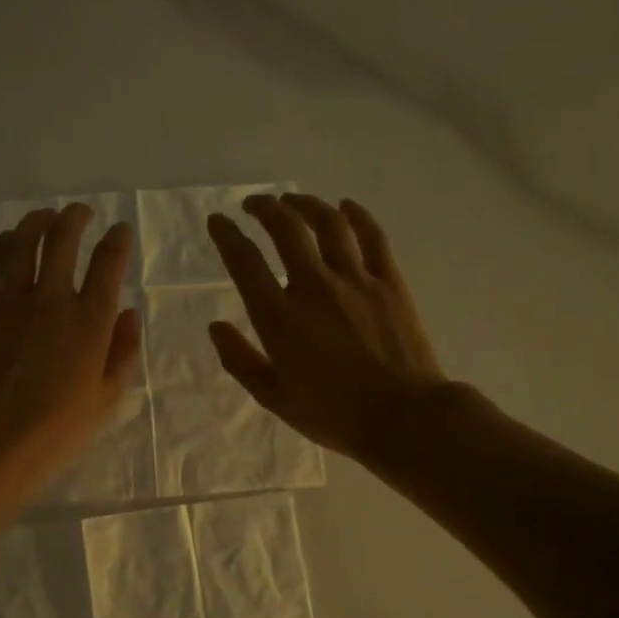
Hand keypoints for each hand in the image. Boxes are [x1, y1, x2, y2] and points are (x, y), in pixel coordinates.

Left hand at [0, 203, 142, 501]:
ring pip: (23, 244)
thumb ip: (124, 351)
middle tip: (80, 212)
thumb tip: (130, 313)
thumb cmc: (59, 428)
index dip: (117, 241)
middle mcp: (51, 299)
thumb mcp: (108, 398)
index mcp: (90, 320)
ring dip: (36, 223)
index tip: (120, 231)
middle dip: (75, 219)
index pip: (108, 264)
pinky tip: (7, 240)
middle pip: (63, 240)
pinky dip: (0, 245)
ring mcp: (11, 301)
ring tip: (44, 215)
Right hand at [207, 193, 445, 460]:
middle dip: (265, 208)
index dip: (227, 236)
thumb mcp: (273, 397)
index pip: (245, 262)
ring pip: (328, 224)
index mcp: (279, 317)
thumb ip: (240, 359)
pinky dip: (357, 215)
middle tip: (253, 204)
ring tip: (293, 200)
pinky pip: (372, 237)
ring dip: (306, 205)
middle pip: (285, 229)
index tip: (217, 221)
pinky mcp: (389, 282)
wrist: (403, 417)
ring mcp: (355, 280)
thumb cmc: (332, 414)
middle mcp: (314, 287)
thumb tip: (215, 326)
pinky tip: (346, 206)